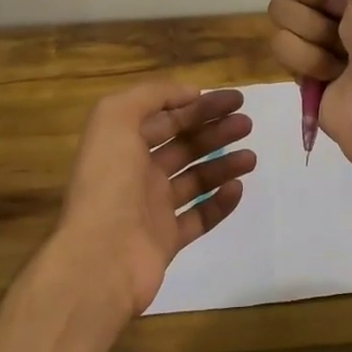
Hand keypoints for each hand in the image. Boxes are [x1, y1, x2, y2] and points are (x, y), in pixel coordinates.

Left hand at [55, 79, 257, 316]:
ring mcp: (151, 208)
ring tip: (251, 158)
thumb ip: (151, 95)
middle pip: (182, 145)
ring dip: (223, 164)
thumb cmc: (108, 182)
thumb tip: (189, 93)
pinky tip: (237, 188)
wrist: (101, 258)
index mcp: (122, 144)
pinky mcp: (165, 240)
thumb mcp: (116, 119)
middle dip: (214, 131)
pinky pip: (198, 217)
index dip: (198, 105)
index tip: (233, 100)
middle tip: (247, 124)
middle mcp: (135, 173)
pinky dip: (219, 203)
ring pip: (194, 179)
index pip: (165, 117)